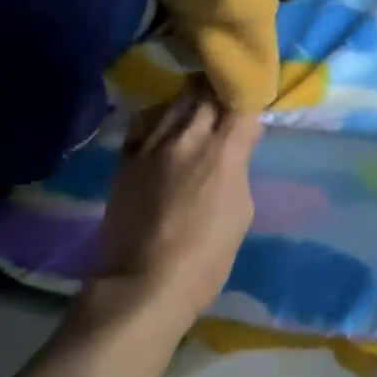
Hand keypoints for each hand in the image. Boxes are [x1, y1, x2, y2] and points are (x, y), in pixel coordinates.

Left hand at [94, 82, 259, 325]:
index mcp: (223, 150)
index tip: (251, 96)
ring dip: (190, 100)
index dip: (248, 94)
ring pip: (175, 101)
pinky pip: (146, 122)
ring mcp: (152, 144)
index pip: (241, 101)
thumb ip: (240, 166)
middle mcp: (187, 137)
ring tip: (196, 104)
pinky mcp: (125, 158)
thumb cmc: (206, 258)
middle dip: (218, 90)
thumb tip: (238, 142)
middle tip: (224, 94)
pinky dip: (160, 117)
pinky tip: (165, 125)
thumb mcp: (241, 211)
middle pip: (206, 92)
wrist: (142, 285)